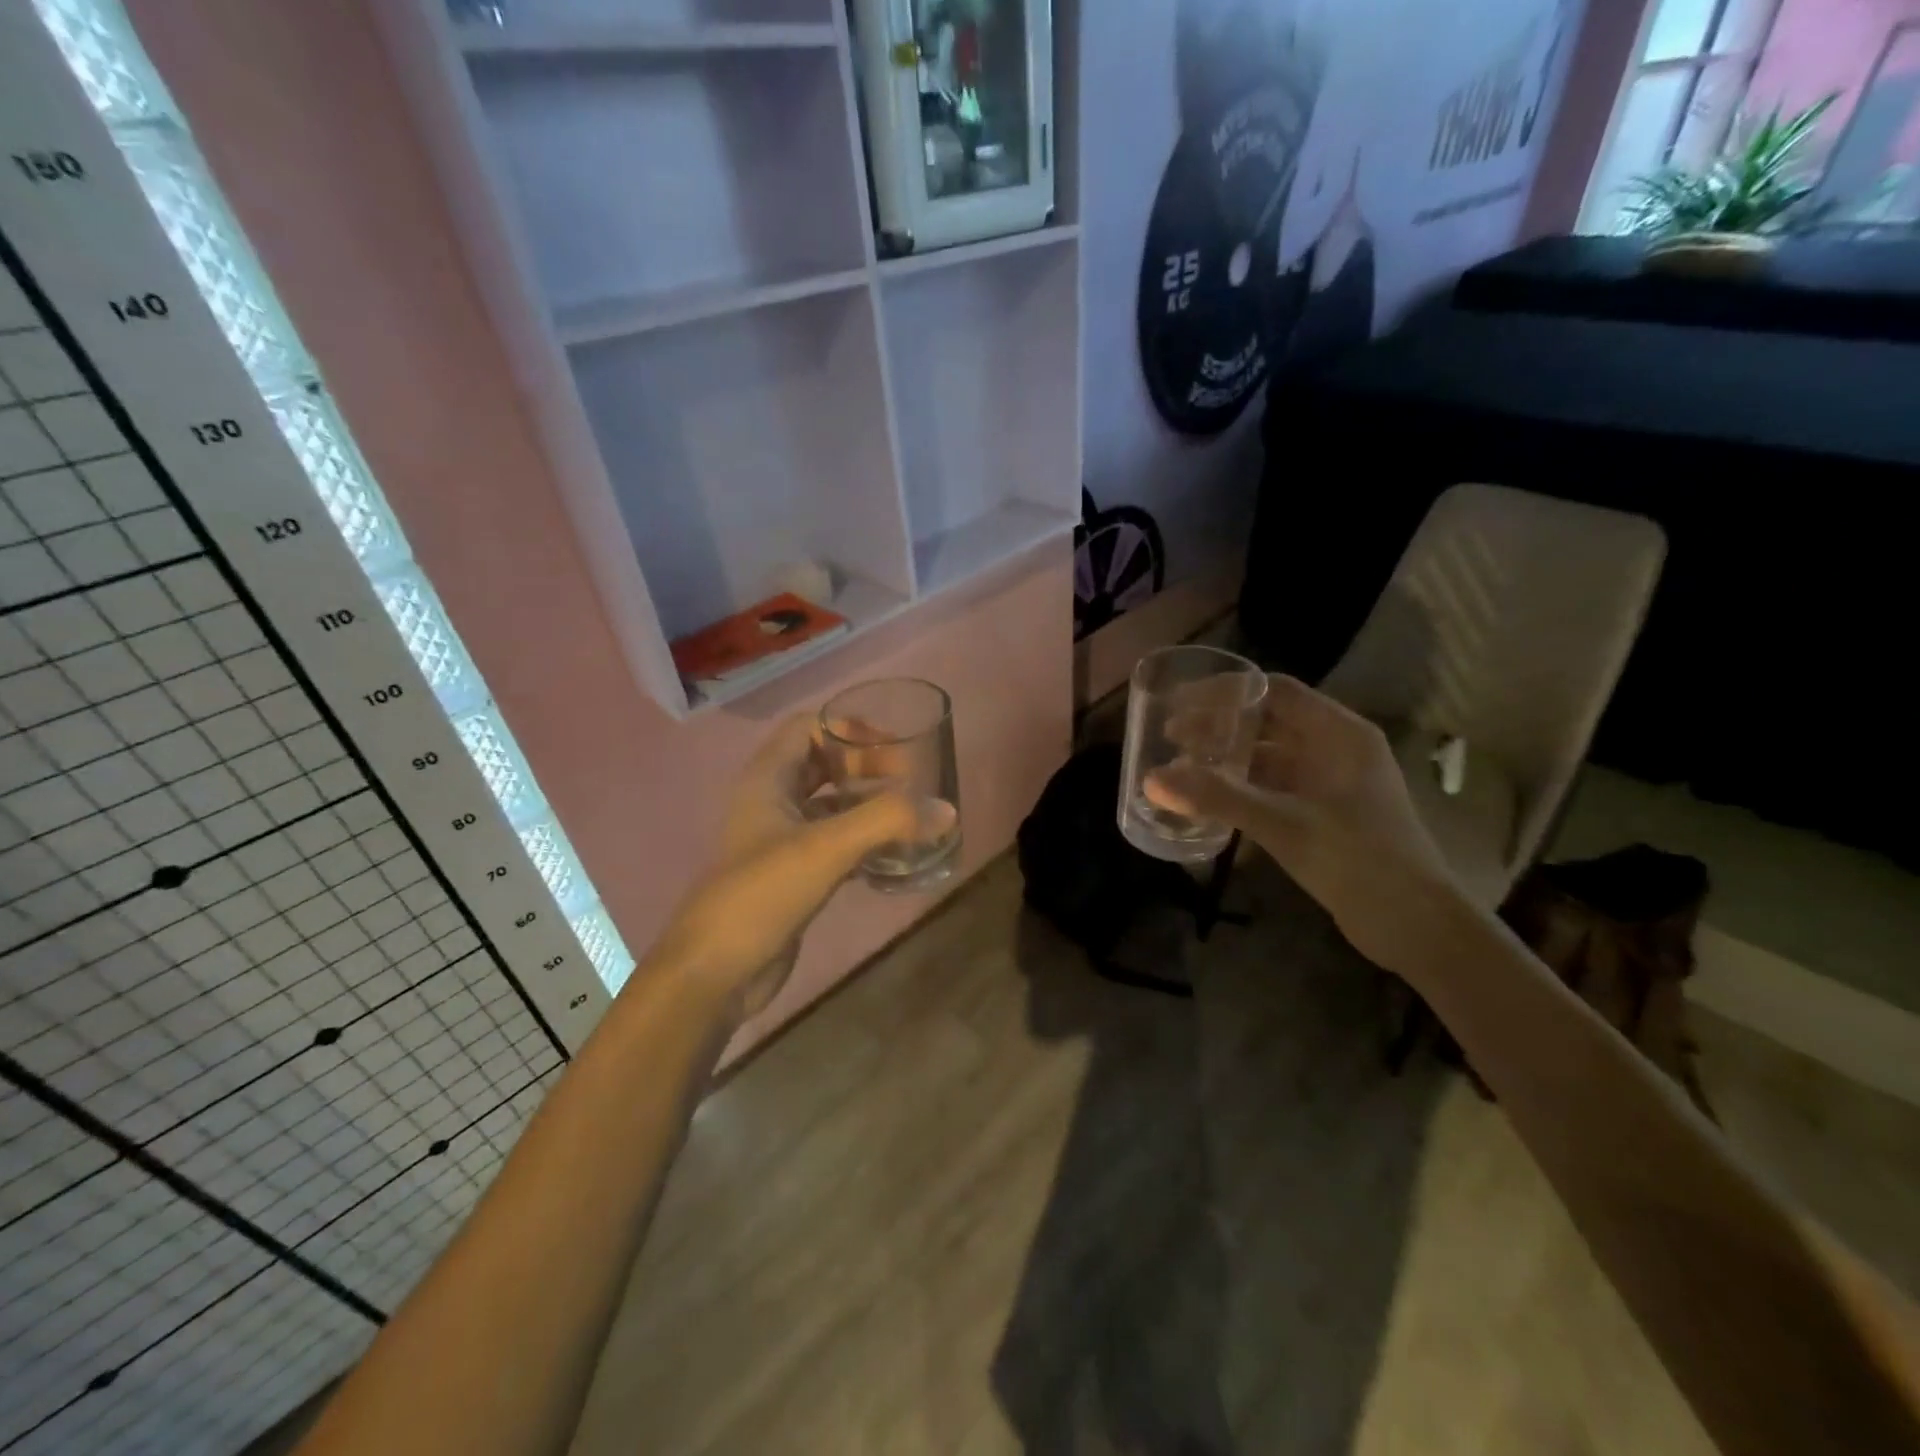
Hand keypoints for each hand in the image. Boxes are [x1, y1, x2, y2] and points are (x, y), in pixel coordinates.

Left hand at [649, 714, 947, 1022]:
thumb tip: (947, 811)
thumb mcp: (827, 847)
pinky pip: (836, 844)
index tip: (894, 750)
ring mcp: (782, 840)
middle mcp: (772, 802)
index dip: (850, 730)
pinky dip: (865, 843)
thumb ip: (887, 821)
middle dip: (868, 767)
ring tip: (913, 819)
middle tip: (911, 784)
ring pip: (833, 807)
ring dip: (870, 807)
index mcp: (767, 779)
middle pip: (825, 765)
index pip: (809, 727)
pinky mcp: (795, 875)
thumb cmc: (763, 893)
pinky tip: (897, 857)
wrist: (716, 972)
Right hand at [1147, 675, 1465, 979]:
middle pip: (1269, 722)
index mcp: (1340, 734)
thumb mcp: (1284, 824)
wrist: (1417, 927)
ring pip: (1268, 757)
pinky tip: (1209, 802)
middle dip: (1220, 727)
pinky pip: (1273, 789)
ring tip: (1182, 768)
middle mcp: (1335, 750)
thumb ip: (1219, 798)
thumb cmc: (1360, 861)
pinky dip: (1240, 790)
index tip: (1179, 702)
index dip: (1225, 692)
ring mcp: (1330, 784)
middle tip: (1171, 738)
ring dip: (1227, 760)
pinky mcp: (1323, 816)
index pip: (1275, 691)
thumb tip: (1152, 780)